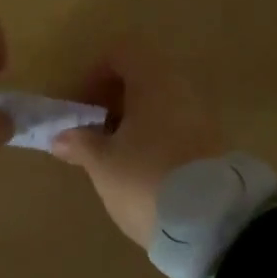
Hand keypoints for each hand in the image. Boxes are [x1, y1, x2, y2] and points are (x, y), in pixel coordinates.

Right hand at [51, 42, 227, 247]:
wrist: (215, 224)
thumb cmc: (147, 180)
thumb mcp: (103, 164)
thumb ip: (80, 143)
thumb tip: (61, 136)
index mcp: (154, 82)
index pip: (122, 53)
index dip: (94, 74)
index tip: (79, 106)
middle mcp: (182, 90)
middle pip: (141, 79)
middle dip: (112, 101)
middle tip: (92, 131)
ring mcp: (203, 118)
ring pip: (159, 106)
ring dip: (133, 123)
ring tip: (112, 156)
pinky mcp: (213, 147)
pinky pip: (175, 128)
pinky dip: (153, 139)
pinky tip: (139, 170)